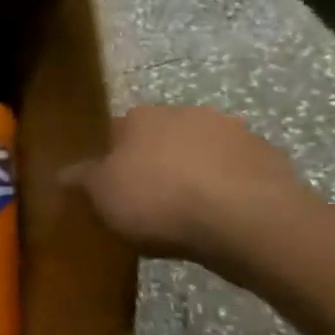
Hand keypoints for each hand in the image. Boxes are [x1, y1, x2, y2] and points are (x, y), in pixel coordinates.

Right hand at [60, 106, 313, 264]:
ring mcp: (235, 134)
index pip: (115, 132)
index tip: (110, 188)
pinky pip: (235, 175)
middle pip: (160, 139)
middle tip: (145, 201)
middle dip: (153, 163)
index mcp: (140, 117)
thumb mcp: (101, 195)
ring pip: (200, 154)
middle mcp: (186, 113)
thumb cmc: (158, 201)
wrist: (248, 221)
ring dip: (192, 174)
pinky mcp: (272, 160)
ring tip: (185, 214)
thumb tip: (62, 173)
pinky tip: (218, 219)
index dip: (110, 160)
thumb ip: (81, 180)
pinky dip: (225, 190)